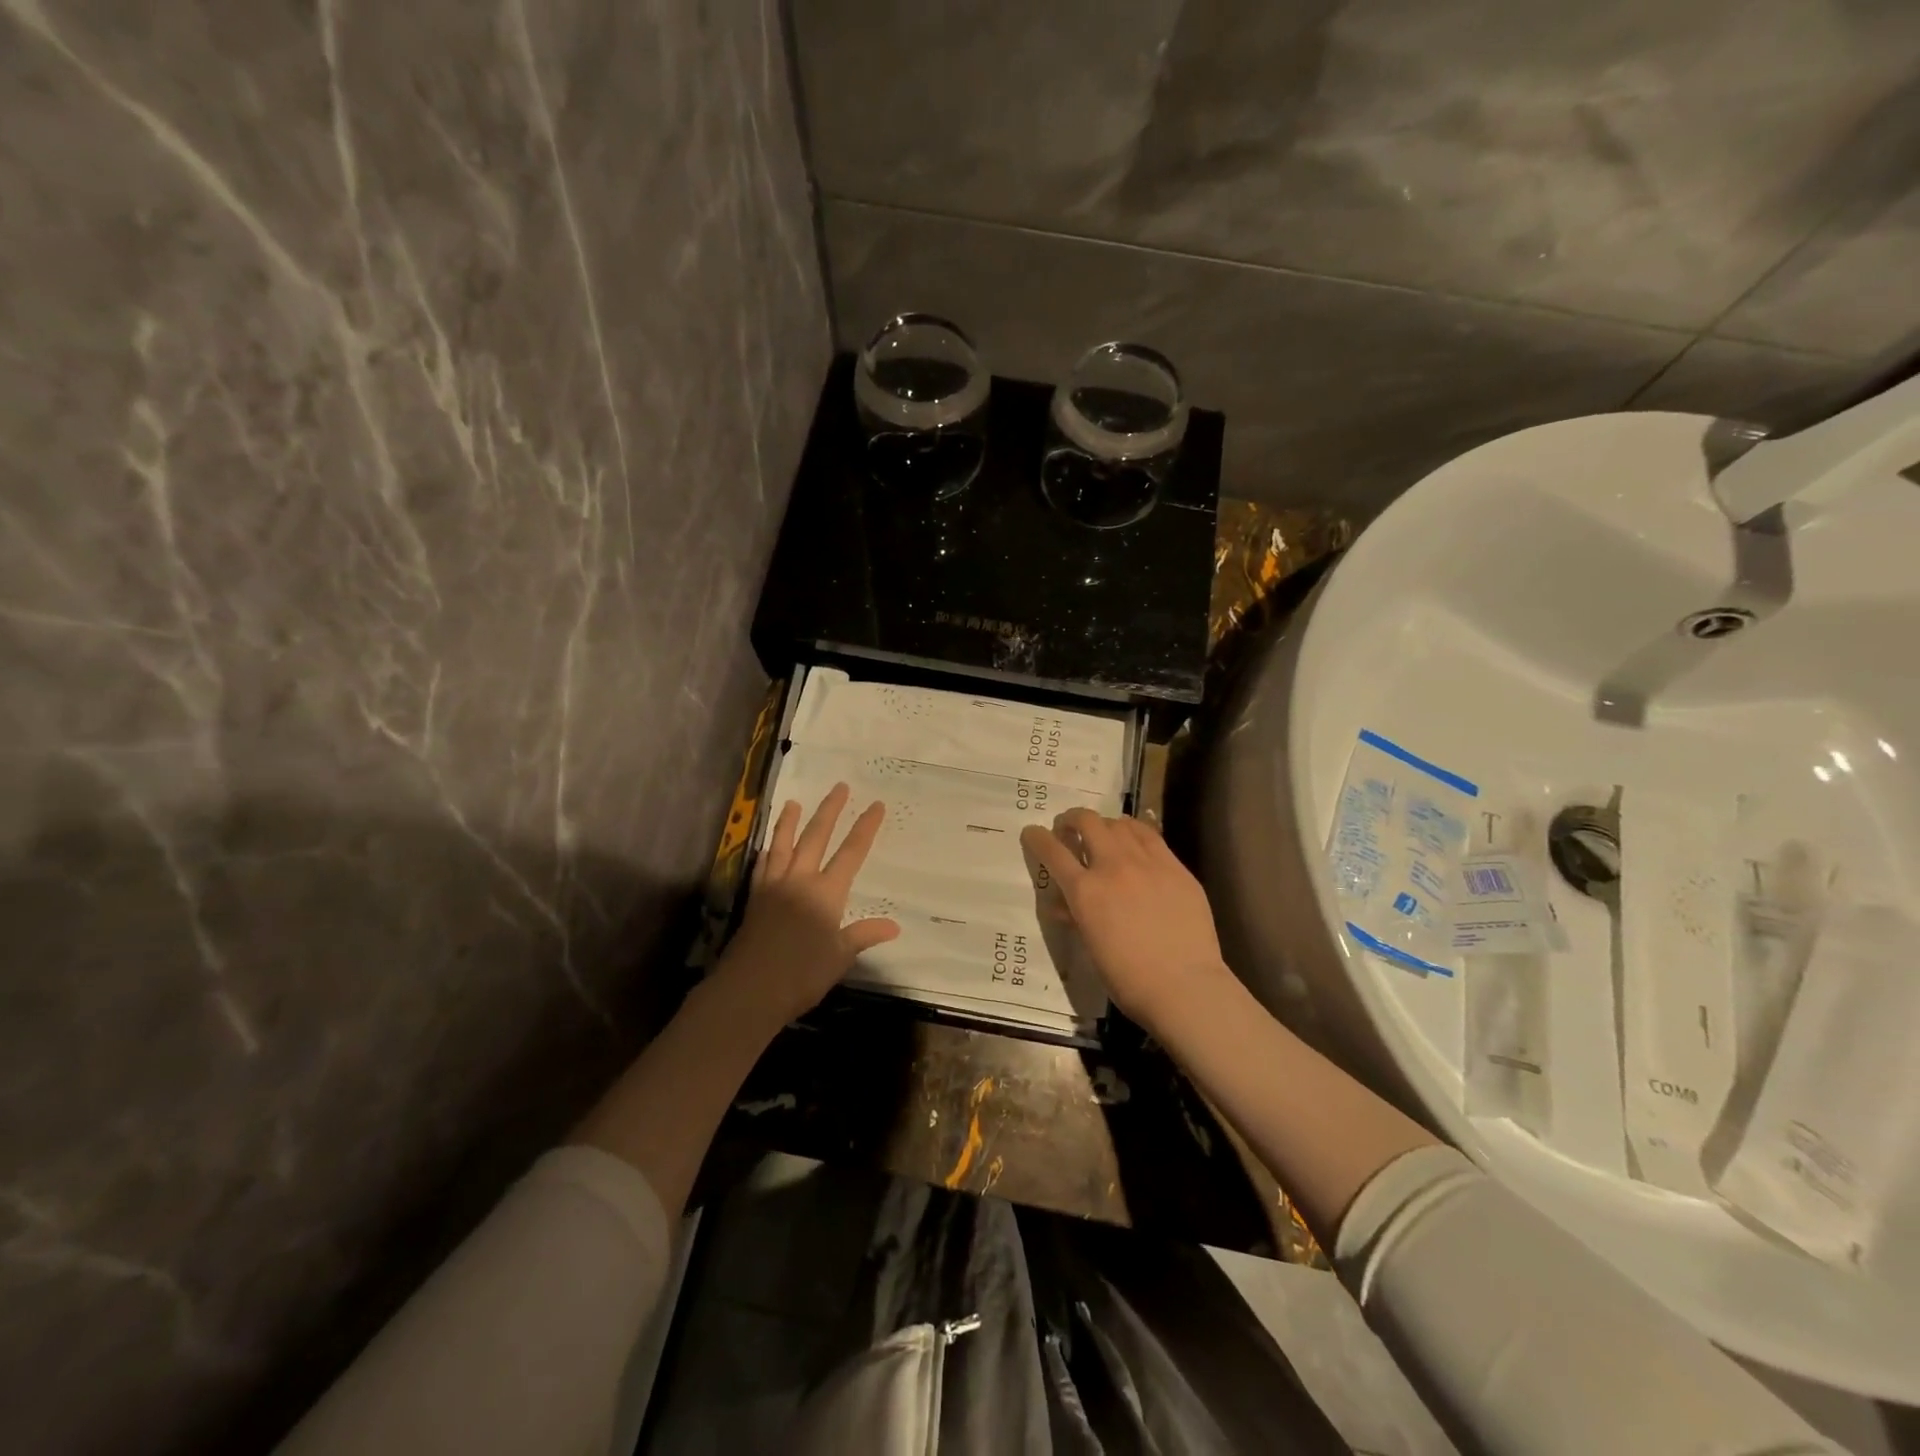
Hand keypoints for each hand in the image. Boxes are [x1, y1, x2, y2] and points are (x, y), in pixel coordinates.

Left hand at [715, 783, 900, 1025]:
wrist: (749, 989)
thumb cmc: (801, 975)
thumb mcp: (839, 957)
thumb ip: (863, 935)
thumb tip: (894, 925)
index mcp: (826, 893)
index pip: (851, 853)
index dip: (865, 828)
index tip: (876, 805)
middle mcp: (800, 881)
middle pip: (816, 837)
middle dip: (830, 811)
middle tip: (839, 787)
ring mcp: (774, 887)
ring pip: (783, 845)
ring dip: (789, 822)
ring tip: (793, 802)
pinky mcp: (755, 899)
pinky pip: (762, 866)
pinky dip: (767, 851)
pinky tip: (768, 845)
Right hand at [1019, 809, 1228, 1034]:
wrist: (1185, 986)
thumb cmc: (1129, 978)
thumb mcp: (1092, 947)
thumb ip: (1077, 917)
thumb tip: (1064, 905)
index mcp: (1085, 891)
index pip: (1053, 852)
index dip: (1037, 838)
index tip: (1032, 833)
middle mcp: (1113, 867)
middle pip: (1087, 822)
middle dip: (1071, 819)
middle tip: (1069, 828)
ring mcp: (1148, 863)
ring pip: (1120, 824)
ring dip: (1105, 825)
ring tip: (1104, 833)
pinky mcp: (1176, 867)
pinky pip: (1151, 836)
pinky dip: (1134, 832)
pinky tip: (1135, 840)